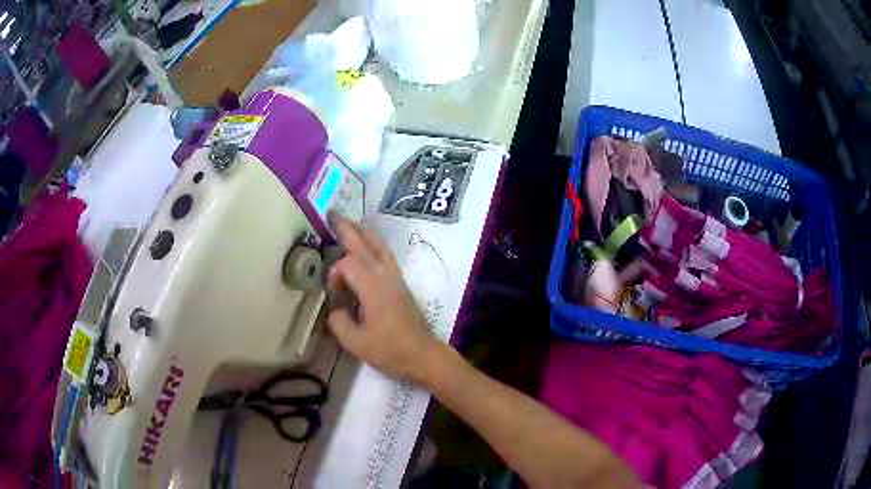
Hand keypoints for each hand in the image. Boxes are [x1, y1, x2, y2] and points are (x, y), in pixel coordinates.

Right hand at [326, 215, 441, 383]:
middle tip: (333, 214)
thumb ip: (339, 322)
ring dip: (363, 233)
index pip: (348, 264)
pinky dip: (374, 245)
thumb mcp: (356, 343)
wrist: (423, 355)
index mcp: (373, 288)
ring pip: (379, 246)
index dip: (335, 272)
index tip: (333, 290)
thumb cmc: (390, 350)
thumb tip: (335, 309)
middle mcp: (385, 276)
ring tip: (350, 224)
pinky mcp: (401, 284)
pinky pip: (385, 256)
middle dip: (348, 229)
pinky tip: (368, 247)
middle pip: (365, 244)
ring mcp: (396, 278)